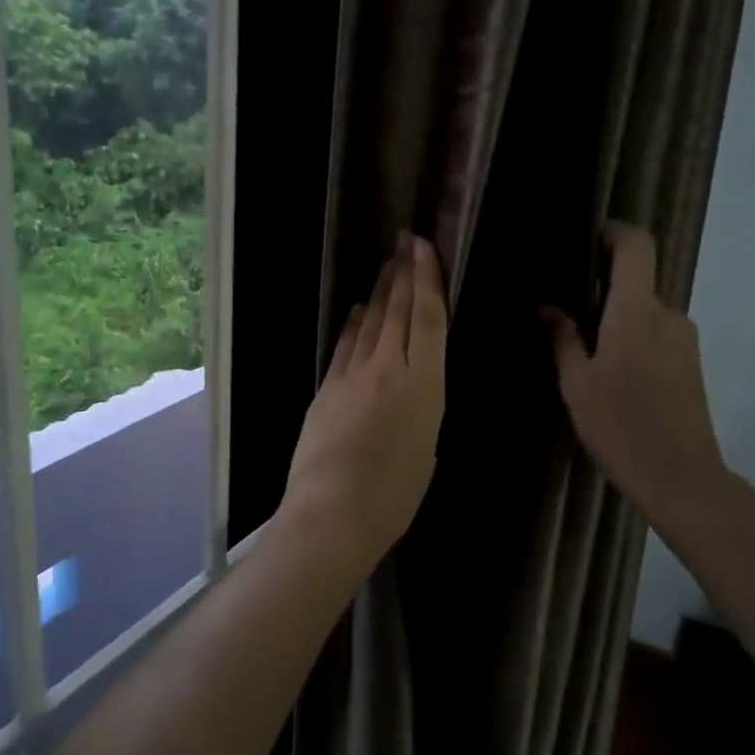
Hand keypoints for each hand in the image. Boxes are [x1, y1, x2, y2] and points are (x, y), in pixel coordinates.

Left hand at [281, 233, 446, 565]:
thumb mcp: (426, 449)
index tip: (423, 248)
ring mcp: (352, 375)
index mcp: (424, 385)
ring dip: (380, 292)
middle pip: (397, 311)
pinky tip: (359, 312)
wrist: (333, 512)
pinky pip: (346, 346)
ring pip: (370, 323)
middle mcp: (389, 368)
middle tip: (405, 242)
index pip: (427, 318)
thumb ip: (422, 409)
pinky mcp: (327, 387)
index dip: (427, 279)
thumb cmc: (394, 495)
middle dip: (402, 273)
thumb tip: (414, 390)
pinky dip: (355, 325)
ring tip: (388, 267)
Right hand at [543, 221, 727, 528]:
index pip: (636, 246)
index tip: (585, 237)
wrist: (680, 477)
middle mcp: (668, 314)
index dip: (614, 231)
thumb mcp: (576, 383)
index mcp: (636, 311)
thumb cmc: (619, 426)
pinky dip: (631, 336)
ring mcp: (685, 338)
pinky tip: (610, 371)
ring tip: (582, 348)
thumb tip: (547, 307)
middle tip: (564, 308)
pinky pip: (656, 331)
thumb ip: (562, 338)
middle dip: (601, 286)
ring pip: (644, 309)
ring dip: (615, 316)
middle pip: (636, 279)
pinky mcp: (691, 361)